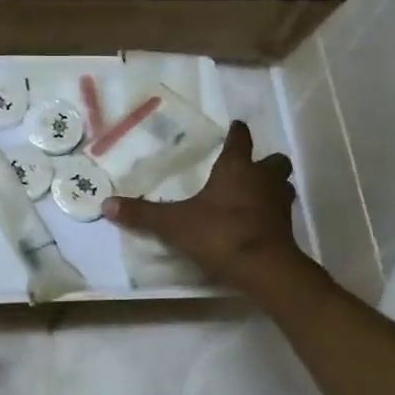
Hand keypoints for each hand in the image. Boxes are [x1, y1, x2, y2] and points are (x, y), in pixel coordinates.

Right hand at [104, 121, 304, 291]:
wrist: (263, 268)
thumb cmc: (219, 234)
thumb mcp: (173, 224)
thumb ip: (143, 214)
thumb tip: (106, 204)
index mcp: (237, 169)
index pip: (240, 140)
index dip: (237, 133)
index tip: (235, 127)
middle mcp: (263, 180)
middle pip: (274, 161)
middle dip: (265, 162)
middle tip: (250, 168)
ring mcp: (279, 205)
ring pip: (283, 186)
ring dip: (274, 187)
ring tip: (257, 195)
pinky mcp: (287, 230)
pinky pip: (282, 214)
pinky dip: (272, 215)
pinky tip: (258, 224)